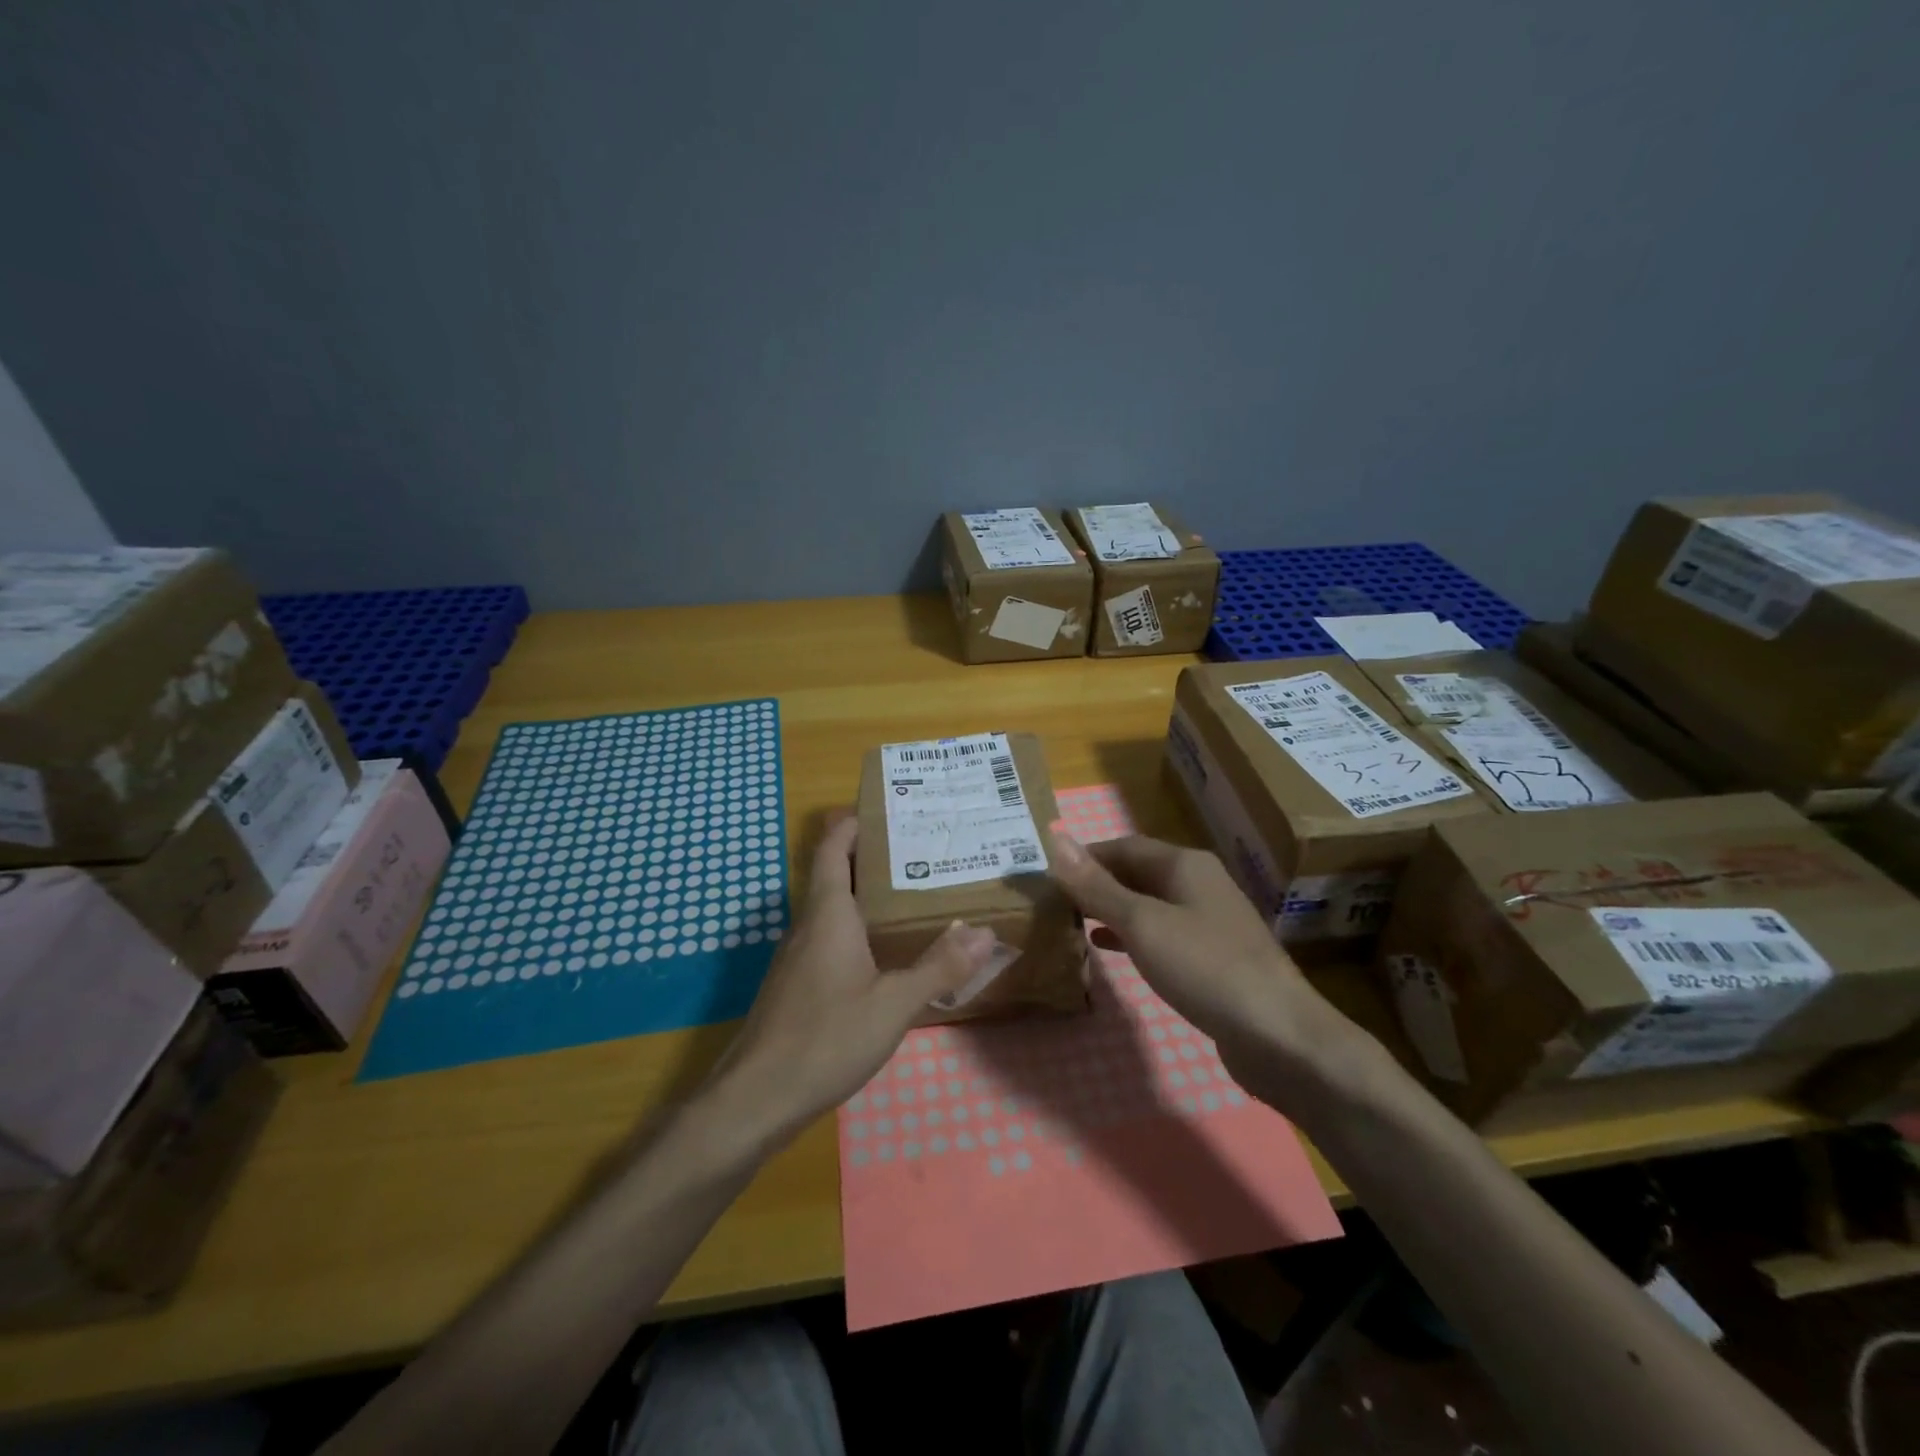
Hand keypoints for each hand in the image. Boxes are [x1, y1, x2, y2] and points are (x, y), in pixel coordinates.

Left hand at [709, 815, 996, 1141]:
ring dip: (864, 895)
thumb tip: (984, 932)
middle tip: (920, 850)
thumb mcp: (893, 1005)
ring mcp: (796, 957)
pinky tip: (882, 954)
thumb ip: (939, 968)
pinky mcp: (794, 986)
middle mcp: (807, 925)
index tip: (888, 808)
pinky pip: (827, 938)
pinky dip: (855, 929)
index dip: (854, 822)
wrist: (754, 1100)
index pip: (833, 847)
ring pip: (831, 909)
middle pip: (834, 873)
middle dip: (871, 857)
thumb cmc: (825, 1039)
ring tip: (911, 895)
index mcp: (828, 914)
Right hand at [1045, 830, 1356, 1103]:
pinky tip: (1106, 948)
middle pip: (1136, 872)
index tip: (1045, 874)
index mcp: (1185, 864)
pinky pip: (1161, 933)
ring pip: (1147, 904)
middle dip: (1095, 883)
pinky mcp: (1212, 957)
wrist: (1280, 1036)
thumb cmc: (1205, 968)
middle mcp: (1199, 883)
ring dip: (1110, 909)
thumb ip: (1097, 886)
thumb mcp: (1142, 923)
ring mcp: (1209, 921)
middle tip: (1051, 900)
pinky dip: (1131, 935)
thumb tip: (1056, 840)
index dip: (1084, 856)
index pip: (1123, 846)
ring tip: (1070, 921)